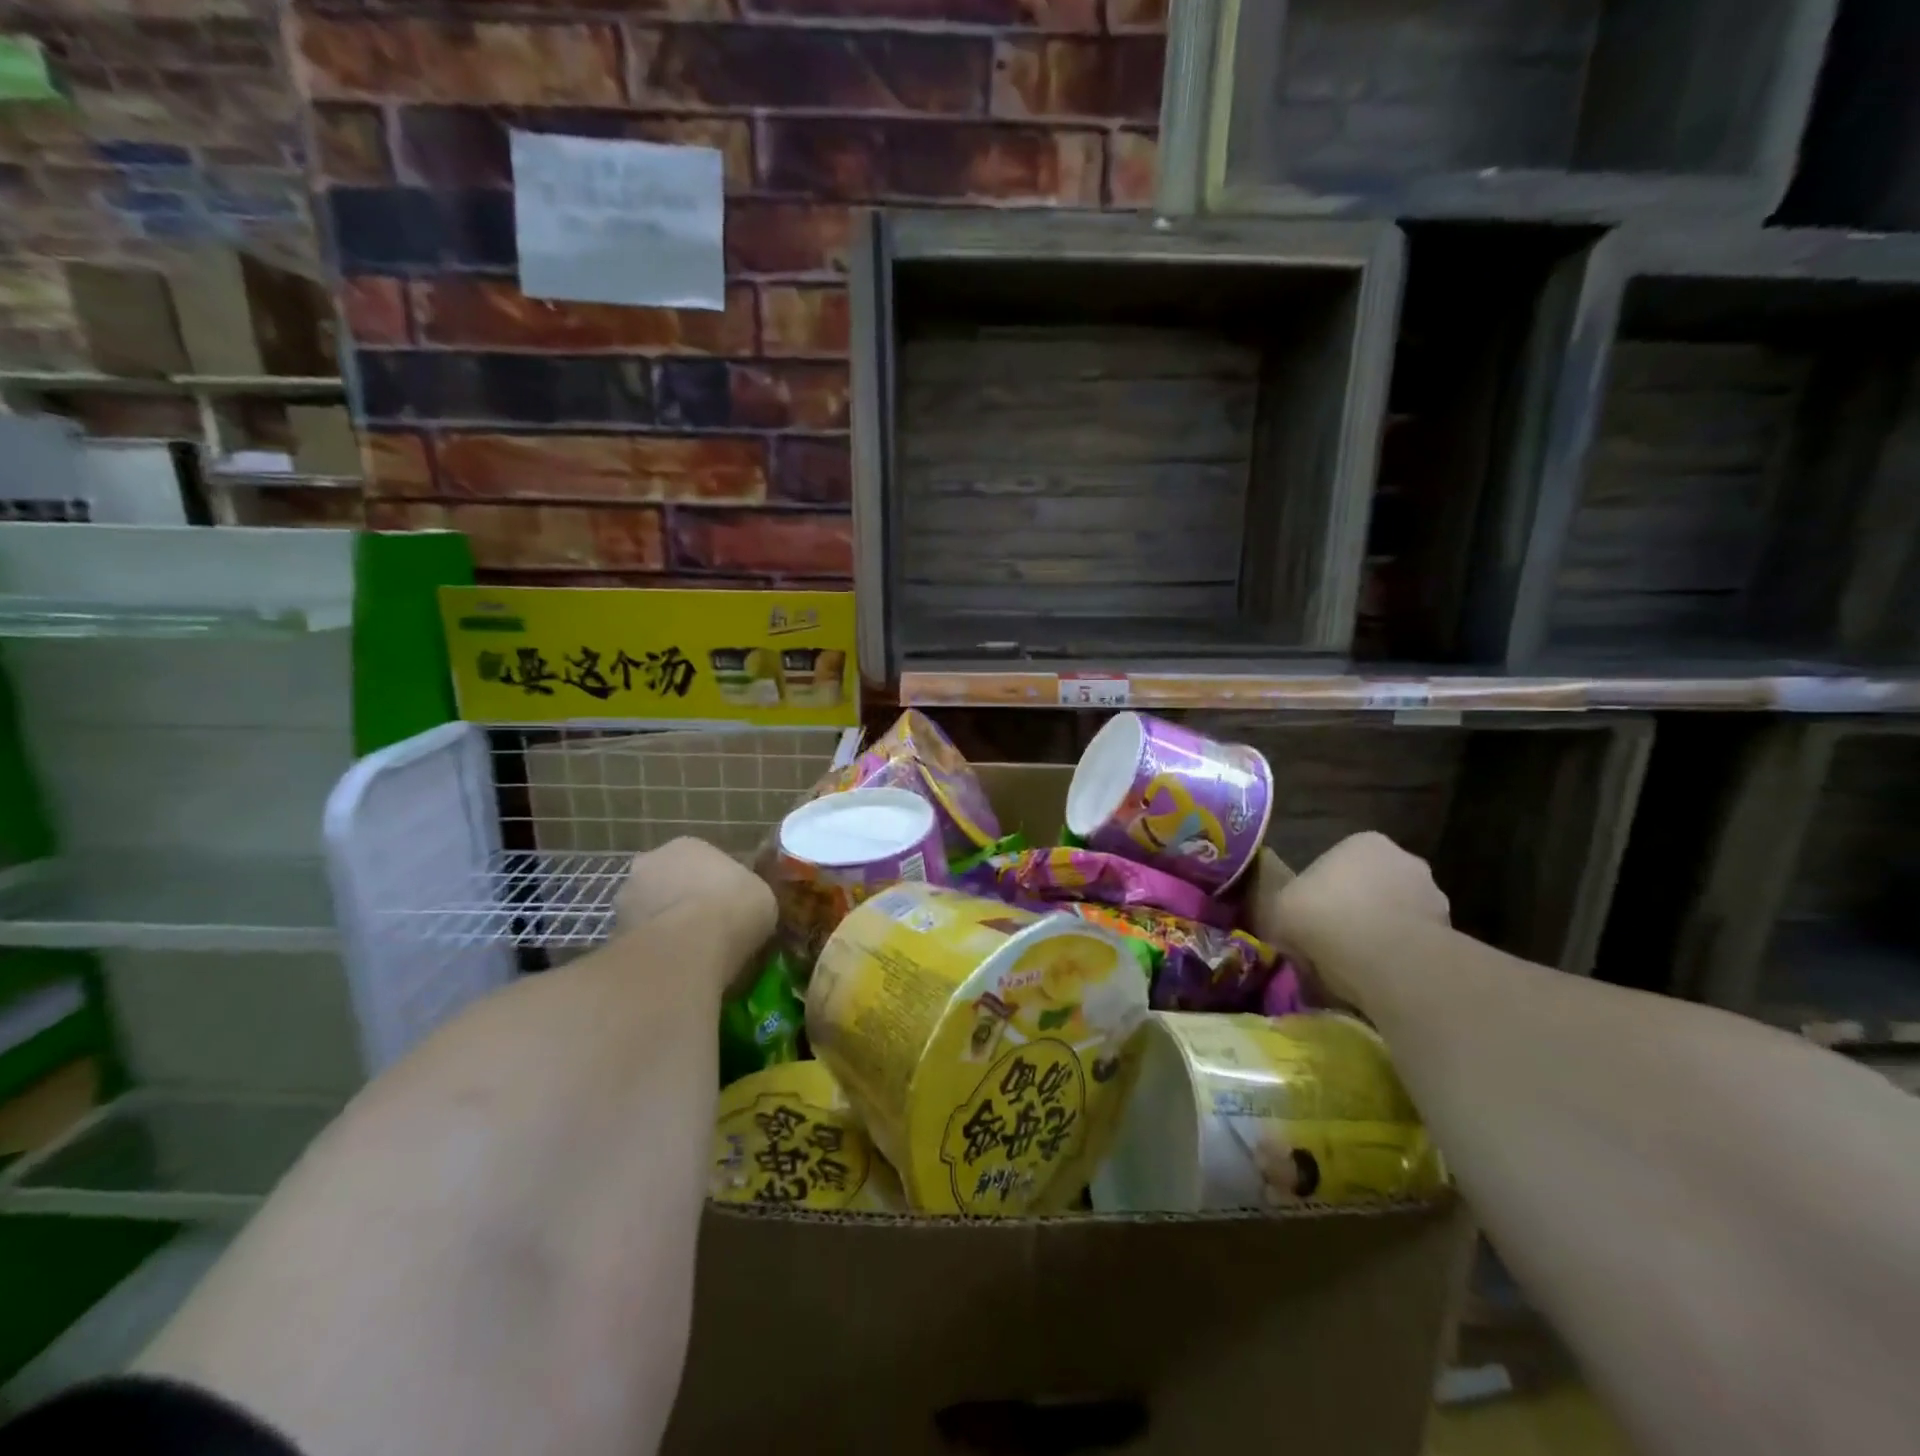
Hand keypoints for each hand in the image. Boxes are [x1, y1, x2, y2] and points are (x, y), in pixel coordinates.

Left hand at [614, 836, 775, 982]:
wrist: (690, 947)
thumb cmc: (734, 907)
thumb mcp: (761, 895)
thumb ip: (746, 895)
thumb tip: (745, 908)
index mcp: (687, 846)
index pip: (700, 860)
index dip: (714, 884)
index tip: (727, 906)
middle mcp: (649, 863)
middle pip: (667, 882)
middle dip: (680, 902)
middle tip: (704, 930)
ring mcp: (625, 900)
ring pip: (648, 913)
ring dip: (662, 928)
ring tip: (688, 957)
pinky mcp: (612, 937)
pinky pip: (639, 944)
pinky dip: (652, 955)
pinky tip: (672, 972)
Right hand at [1249, 833, 1448, 1006]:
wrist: (1385, 960)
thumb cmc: (1324, 917)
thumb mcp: (1278, 906)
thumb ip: (1282, 906)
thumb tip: (1284, 917)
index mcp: (1364, 842)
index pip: (1339, 862)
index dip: (1321, 891)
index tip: (1309, 917)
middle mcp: (1406, 861)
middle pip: (1372, 888)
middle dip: (1357, 911)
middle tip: (1332, 941)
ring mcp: (1435, 899)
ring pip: (1396, 918)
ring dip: (1380, 936)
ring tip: (1355, 968)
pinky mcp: (1452, 937)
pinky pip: (1413, 948)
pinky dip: (1398, 961)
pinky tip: (1378, 981)